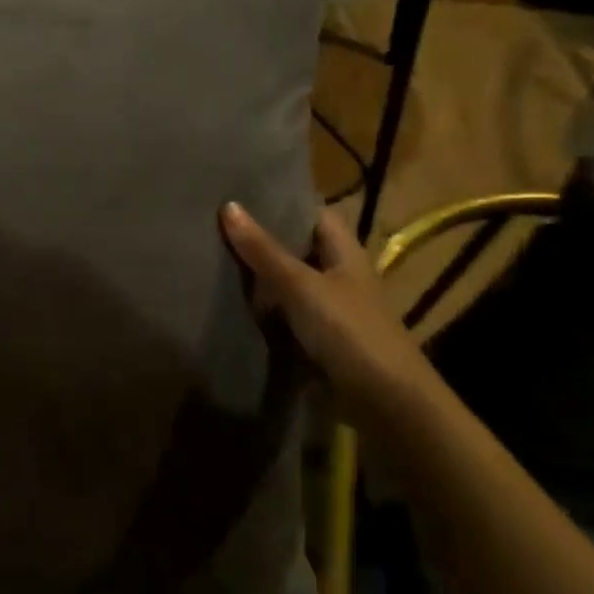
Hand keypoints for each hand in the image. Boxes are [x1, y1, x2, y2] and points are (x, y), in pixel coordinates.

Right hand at [220, 202, 435, 425]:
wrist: (381, 400)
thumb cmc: (348, 330)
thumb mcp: (301, 285)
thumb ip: (264, 250)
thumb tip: (229, 205)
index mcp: (344, 252)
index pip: (313, 214)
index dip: (283, 202)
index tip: (241, 193)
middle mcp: (337, 275)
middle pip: (296, 249)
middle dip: (261, 240)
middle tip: (213, 225)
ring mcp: (327, 309)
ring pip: (286, 284)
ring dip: (258, 278)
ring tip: (211, 257)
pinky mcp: (316, 339)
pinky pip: (283, 316)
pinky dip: (261, 311)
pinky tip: (229, 304)